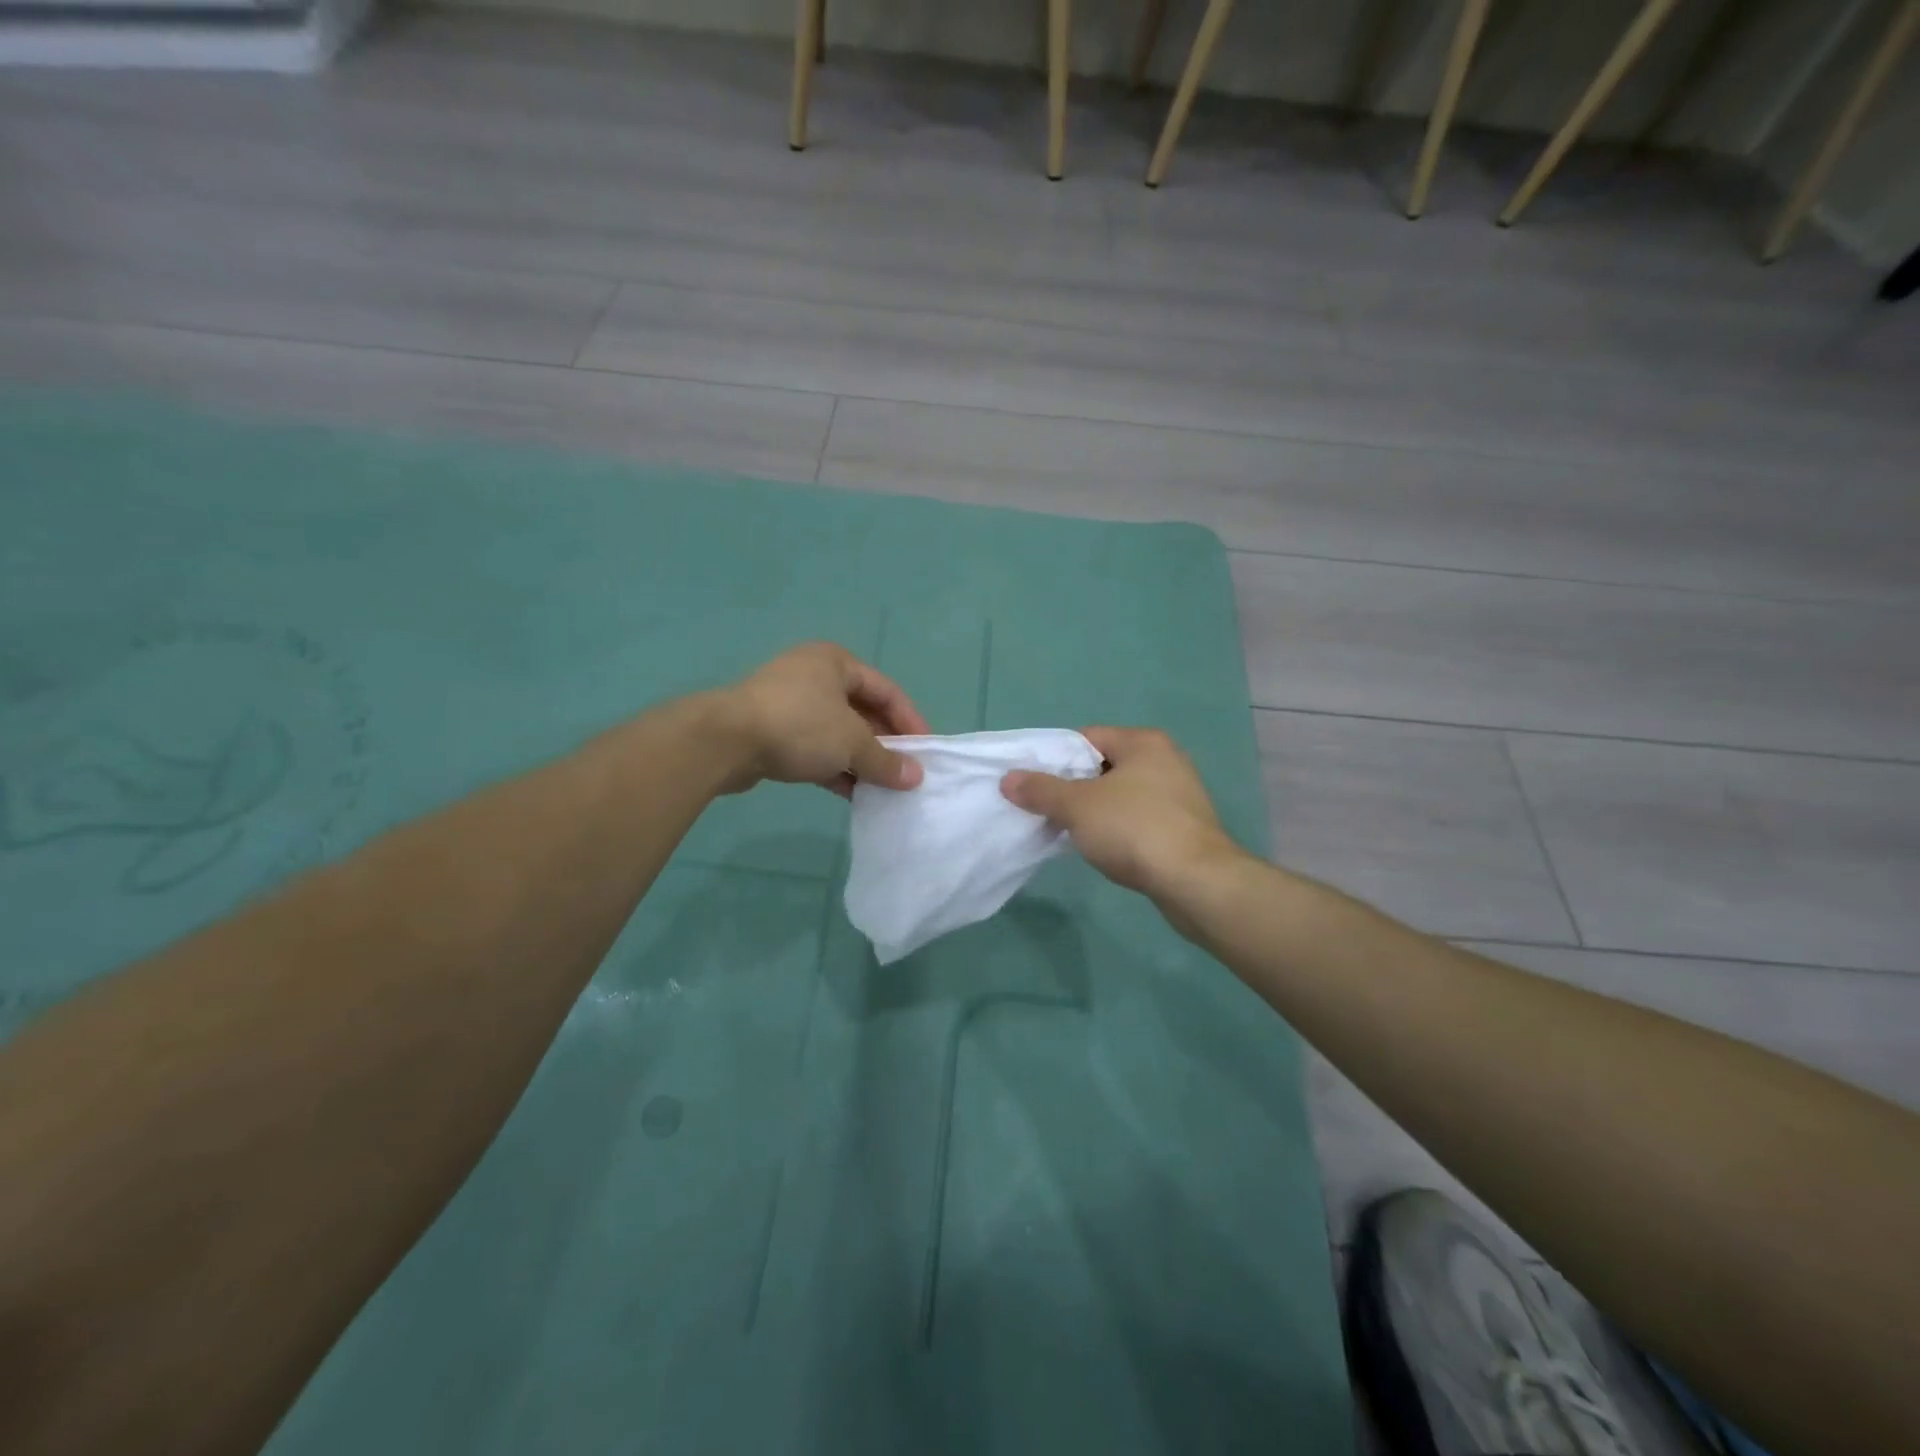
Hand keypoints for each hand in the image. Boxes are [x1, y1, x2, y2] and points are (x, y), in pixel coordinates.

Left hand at [716, 642, 929, 796]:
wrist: (725, 741)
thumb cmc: (799, 726)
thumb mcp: (852, 742)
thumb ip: (886, 761)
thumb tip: (915, 778)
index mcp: (836, 662)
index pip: (887, 690)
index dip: (910, 721)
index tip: (926, 752)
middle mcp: (814, 676)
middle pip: (862, 711)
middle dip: (884, 744)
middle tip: (905, 773)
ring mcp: (790, 704)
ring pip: (838, 733)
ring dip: (860, 760)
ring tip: (883, 788)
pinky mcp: (773, 732)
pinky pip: (815, 749)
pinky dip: (835, 768)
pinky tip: (852, 794)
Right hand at [1000, 727, 1241, 899]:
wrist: (1196, 882)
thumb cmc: (1134, 829)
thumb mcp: (1077, 806)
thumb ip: (1041, 790)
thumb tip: (1008, 779)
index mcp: (1143, 742)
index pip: (1087, 737)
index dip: (1056, 758)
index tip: (1034, 783)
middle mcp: (1166, 760)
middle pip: (1103, 766)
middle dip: (1073, 788)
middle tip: (1047, 809)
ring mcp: (1180, 794)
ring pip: (1121, 795)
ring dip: (1095, 812)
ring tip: (1071, 832)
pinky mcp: (1185, 827)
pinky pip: (1139, 819)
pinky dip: (1119, 830)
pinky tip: (1105, 850)